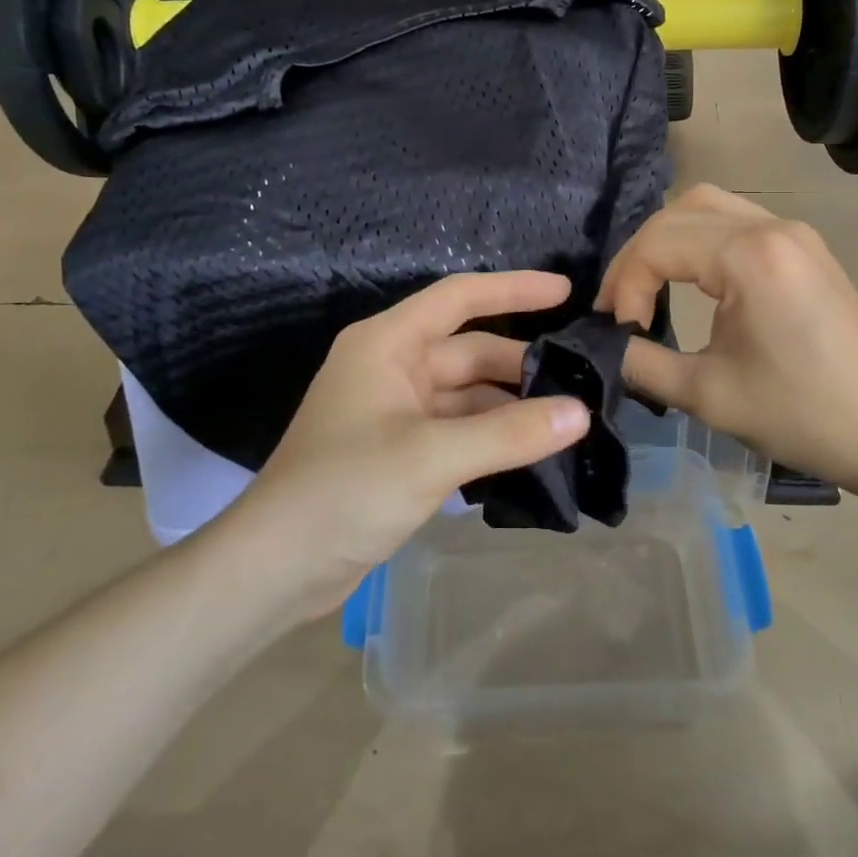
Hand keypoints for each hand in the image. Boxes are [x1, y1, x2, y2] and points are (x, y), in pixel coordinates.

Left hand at [234, 271, 590, 616]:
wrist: (275, 567)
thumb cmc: (346, 490)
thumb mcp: (432, 456)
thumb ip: (509, 433)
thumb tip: (580, 413)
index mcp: (387, 344)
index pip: (460, 297)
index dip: (514, 288)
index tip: (567, 292)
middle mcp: (391, 367)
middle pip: (468, 350)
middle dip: (520, 363)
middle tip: (582, 376)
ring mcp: (394, 411)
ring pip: (465, 395)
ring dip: (509, 406)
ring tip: (568, 419)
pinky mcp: (398, 451)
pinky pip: (457, 429)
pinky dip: (490, 437)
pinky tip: (531, 452)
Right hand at [600, 185, 857, 511]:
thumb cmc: (804, 416)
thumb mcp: (708, 396)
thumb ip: (643, 363)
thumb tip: (608, 347)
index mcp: (750, 256)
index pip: (658, 245)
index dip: (625, 285)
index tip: (619, 332)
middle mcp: (772, 227)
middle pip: (677, 212)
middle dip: (638, 256)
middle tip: (620, 305)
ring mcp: (793, 233)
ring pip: (706, 206)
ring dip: (667, 240)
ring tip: (646, 285)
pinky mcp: (804, 248)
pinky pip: (735, 221)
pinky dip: (698, 239)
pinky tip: (690, 277)